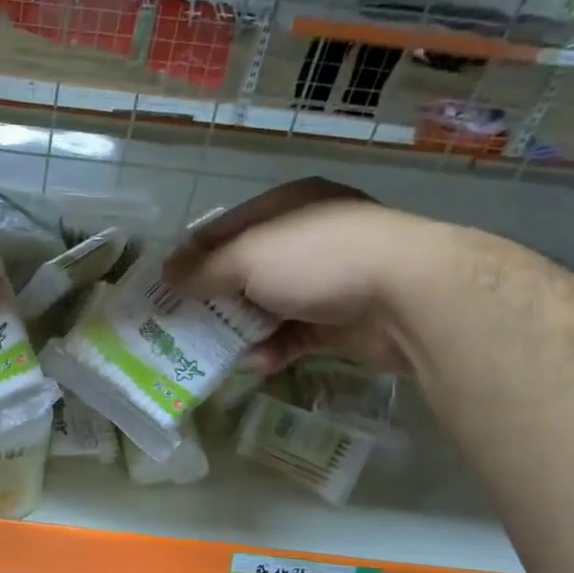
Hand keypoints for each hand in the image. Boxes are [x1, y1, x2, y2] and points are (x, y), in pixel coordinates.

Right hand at [163, 178, 420, 371]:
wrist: (408, 295)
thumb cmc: (318, 259)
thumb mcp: (248, 256)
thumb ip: (204, 268)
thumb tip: (167, 274)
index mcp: (287, 207)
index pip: (226, 229)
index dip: (193, 256)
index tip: (164, 287)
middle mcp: (307, 240)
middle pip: (246, 271)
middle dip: (214, 299)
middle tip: (181, 326)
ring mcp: (328, 280)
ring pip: (269, 307)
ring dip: (242, 330)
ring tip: (212, 353)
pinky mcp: (342, 320)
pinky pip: (296, 336)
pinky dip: (274, 350)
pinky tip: (257, 364)